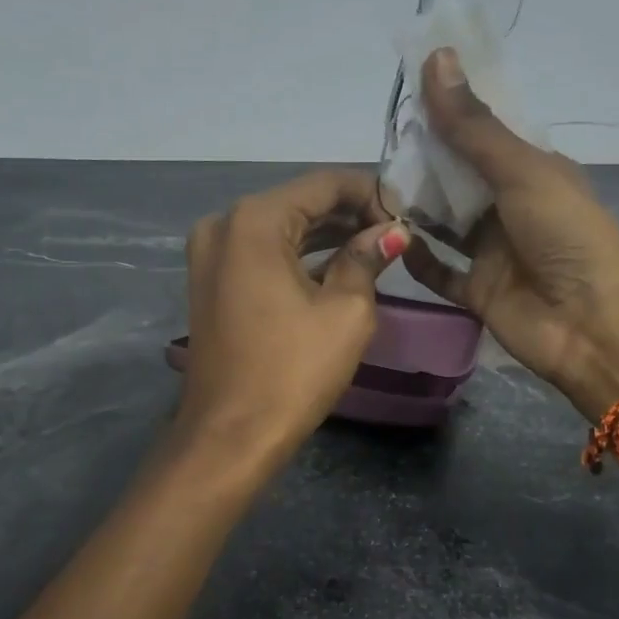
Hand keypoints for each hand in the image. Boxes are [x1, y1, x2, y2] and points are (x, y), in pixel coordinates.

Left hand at [178, 169, 407, 469]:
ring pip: (282, 230)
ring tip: (376, 250)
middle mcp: (225, 225)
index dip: (371, 193)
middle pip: (300, 203)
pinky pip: (263, 255)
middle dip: (350, 215)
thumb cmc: (292, 371)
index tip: (407, 214)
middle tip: (396, 234)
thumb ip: (366, 259)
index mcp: (255, 221)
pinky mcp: (212, 283)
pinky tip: (338, 267)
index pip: (324, 183)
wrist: (231, 435)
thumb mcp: (345, 312)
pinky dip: (299, 258)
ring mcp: (211, 255)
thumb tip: (391, 233)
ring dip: (327, 237)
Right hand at [403, 48, 618, 421]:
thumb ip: (473, 127)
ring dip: (416, 208)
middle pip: (459, 178)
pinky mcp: (478, 292)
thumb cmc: (567, 236)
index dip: (450, 113)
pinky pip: (439, 272)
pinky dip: (417, 258)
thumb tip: (436, 57)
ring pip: (445, 223)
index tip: (407, 91)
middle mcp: (511, 208)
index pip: (484, 133)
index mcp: (533, 172)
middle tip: (380, 144)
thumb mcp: (522, 172)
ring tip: (374, 188)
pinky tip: (388, 238)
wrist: (592, 326)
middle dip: (424, 161)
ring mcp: (493, 253)